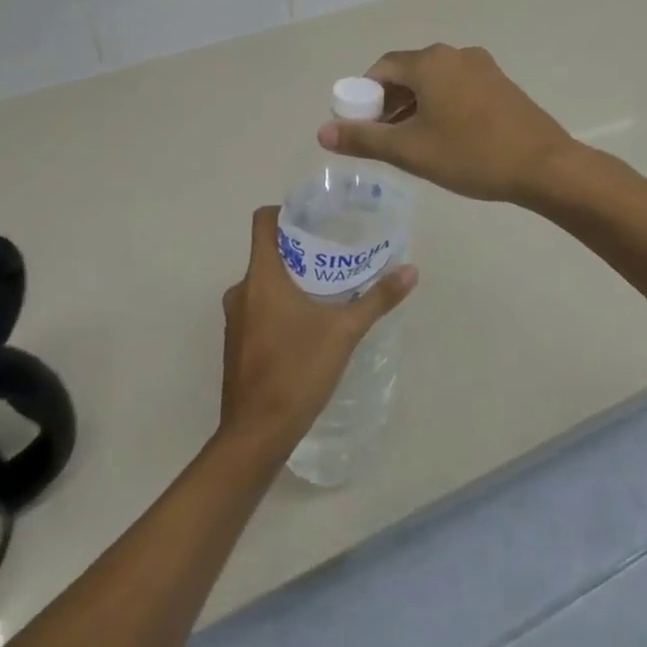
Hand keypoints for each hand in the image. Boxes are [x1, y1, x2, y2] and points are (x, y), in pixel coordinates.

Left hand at [217, 206, 416, 460]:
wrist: (256, 434)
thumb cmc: (297, 370)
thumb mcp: (344, 331)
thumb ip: (377, 298)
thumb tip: (411, 270)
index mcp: (261, 277)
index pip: (263, 221)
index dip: (286, 212)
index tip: (316, 218)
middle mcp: (241, 290)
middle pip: (268, 252)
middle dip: (300, 250)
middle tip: (335, 253)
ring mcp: (235, 319)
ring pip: (263, 283)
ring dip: (291, 280)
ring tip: (327, 287)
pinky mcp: (237, 343)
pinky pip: (258, 308)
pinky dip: (280, 305)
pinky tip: (309, 322)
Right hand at [317, 43, 577, 205]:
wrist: (543, 166)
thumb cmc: (470, 155)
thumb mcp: (410, 151)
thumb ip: (364, 139)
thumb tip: (323, 132)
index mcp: (430, 62)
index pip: (381, 68)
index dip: (363, 95)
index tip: (359, 126)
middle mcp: (455, 54)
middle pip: (408, 72)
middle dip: (389, 102)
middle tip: (382, 138)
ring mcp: (482, 66)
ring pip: (434, 81)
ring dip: (415, 105)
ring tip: (411, 142)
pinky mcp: (501, 83)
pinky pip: (458, 87)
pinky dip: (441, 105)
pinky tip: (446, 137)